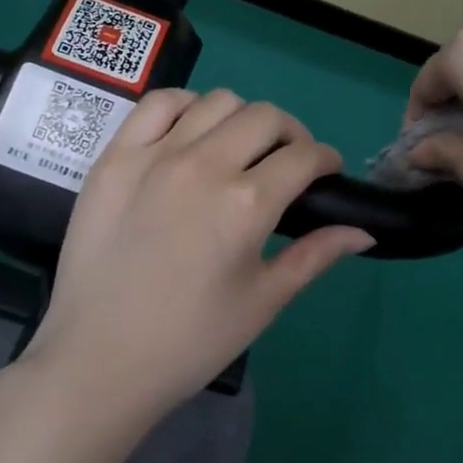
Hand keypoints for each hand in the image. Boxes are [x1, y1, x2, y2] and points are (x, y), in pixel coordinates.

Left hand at [21, 89, 372, 423]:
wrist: (98, 360)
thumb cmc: (190, 340)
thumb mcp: (263, 301)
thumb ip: (315, 256)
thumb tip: (364, 231)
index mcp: (246, 205)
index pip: (305, 157)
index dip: (326, 160)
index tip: (326, 174)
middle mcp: (204, 166)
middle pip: (265, 117)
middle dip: (291, 134)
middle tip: (287, 164)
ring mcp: (154, 156)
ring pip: (216, 102)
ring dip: (241, 119)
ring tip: (238, 148)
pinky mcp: (114, 157)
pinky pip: (157, 105)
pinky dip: (185, 107)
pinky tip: (190, 133)